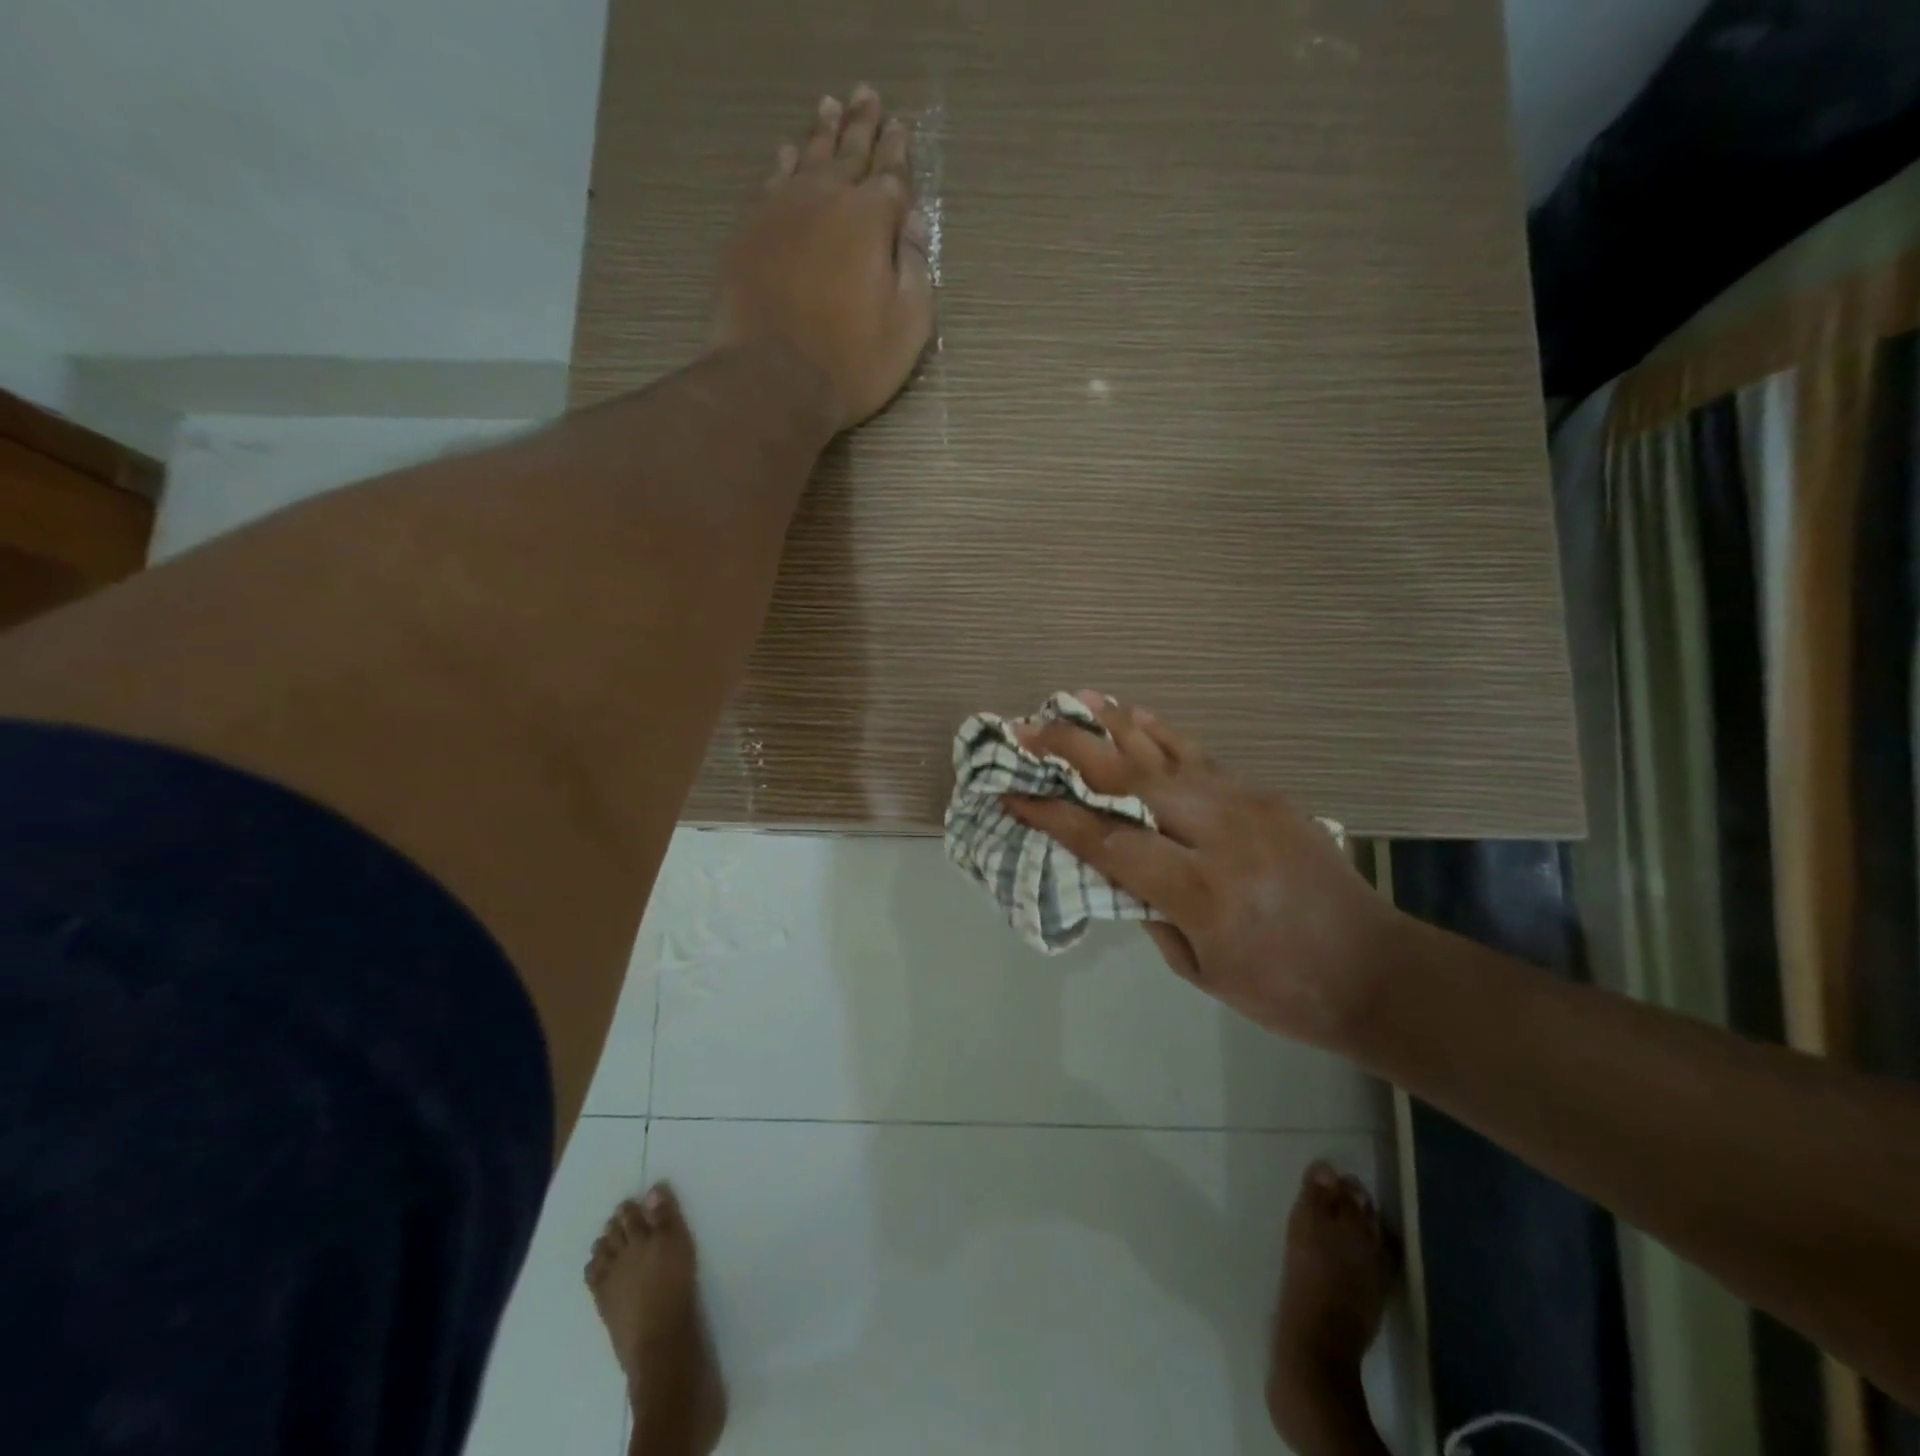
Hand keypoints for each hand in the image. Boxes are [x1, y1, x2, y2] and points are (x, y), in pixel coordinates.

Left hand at [716, 86, 934, 430]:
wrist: (774, 379)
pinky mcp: (750, 231)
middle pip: (848, 152)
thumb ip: (916, 269)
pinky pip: (771, 182)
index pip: (891, 175)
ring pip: (807, 157)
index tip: (900, 126)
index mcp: (871, 220)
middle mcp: (826, 199)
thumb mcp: (907, 327)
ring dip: (822, 132)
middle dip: (862, 125)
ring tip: (830, 108)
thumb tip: (914, 223)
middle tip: (866, 95)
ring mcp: (782, 210)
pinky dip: (784, 163)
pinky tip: (787, 153)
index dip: (898, 151)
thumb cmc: (852, 362)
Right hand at [1004, 693, 1403, 1049]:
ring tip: (1077, 700)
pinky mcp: (1268, 796)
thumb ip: (1151, 909)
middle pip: (1130, 780)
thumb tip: (1117, 866)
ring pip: (1167, 756)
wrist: (1377, 971)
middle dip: (1072, 749)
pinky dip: (1165, 736)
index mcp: (1198, 890)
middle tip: (1028, 729)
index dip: (1054, 816)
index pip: (1107, 842)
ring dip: (1117, 726)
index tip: (1014, 795)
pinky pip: (1203, 758)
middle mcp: (1219, 834)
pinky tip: (1139, 716)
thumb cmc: (1282, 989)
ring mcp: (1248, 806)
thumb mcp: (1199, 968)